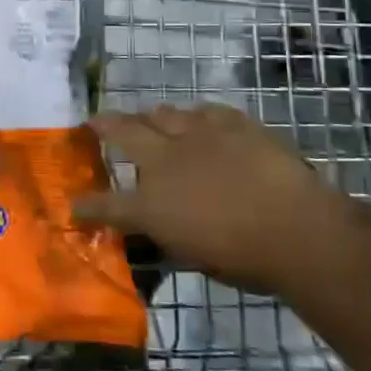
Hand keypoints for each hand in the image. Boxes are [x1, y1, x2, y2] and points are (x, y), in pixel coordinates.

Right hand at [76, 103, 336, 292]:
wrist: (295, 228)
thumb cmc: (246, 259)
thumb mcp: (195, 256)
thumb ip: (171, 235)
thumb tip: (165, 226)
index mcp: (152, 206)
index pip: (108, 206)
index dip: (88, 206)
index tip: (75, 204)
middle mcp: (165, 162)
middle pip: (123, 133)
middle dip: (104, 125)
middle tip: (96, 121)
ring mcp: (197, 135)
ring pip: (162, 113)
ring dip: (151, 117)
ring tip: (149, 118)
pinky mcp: (230, 122)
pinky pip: (203, 111)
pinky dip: (195, 117)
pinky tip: (198, 120)